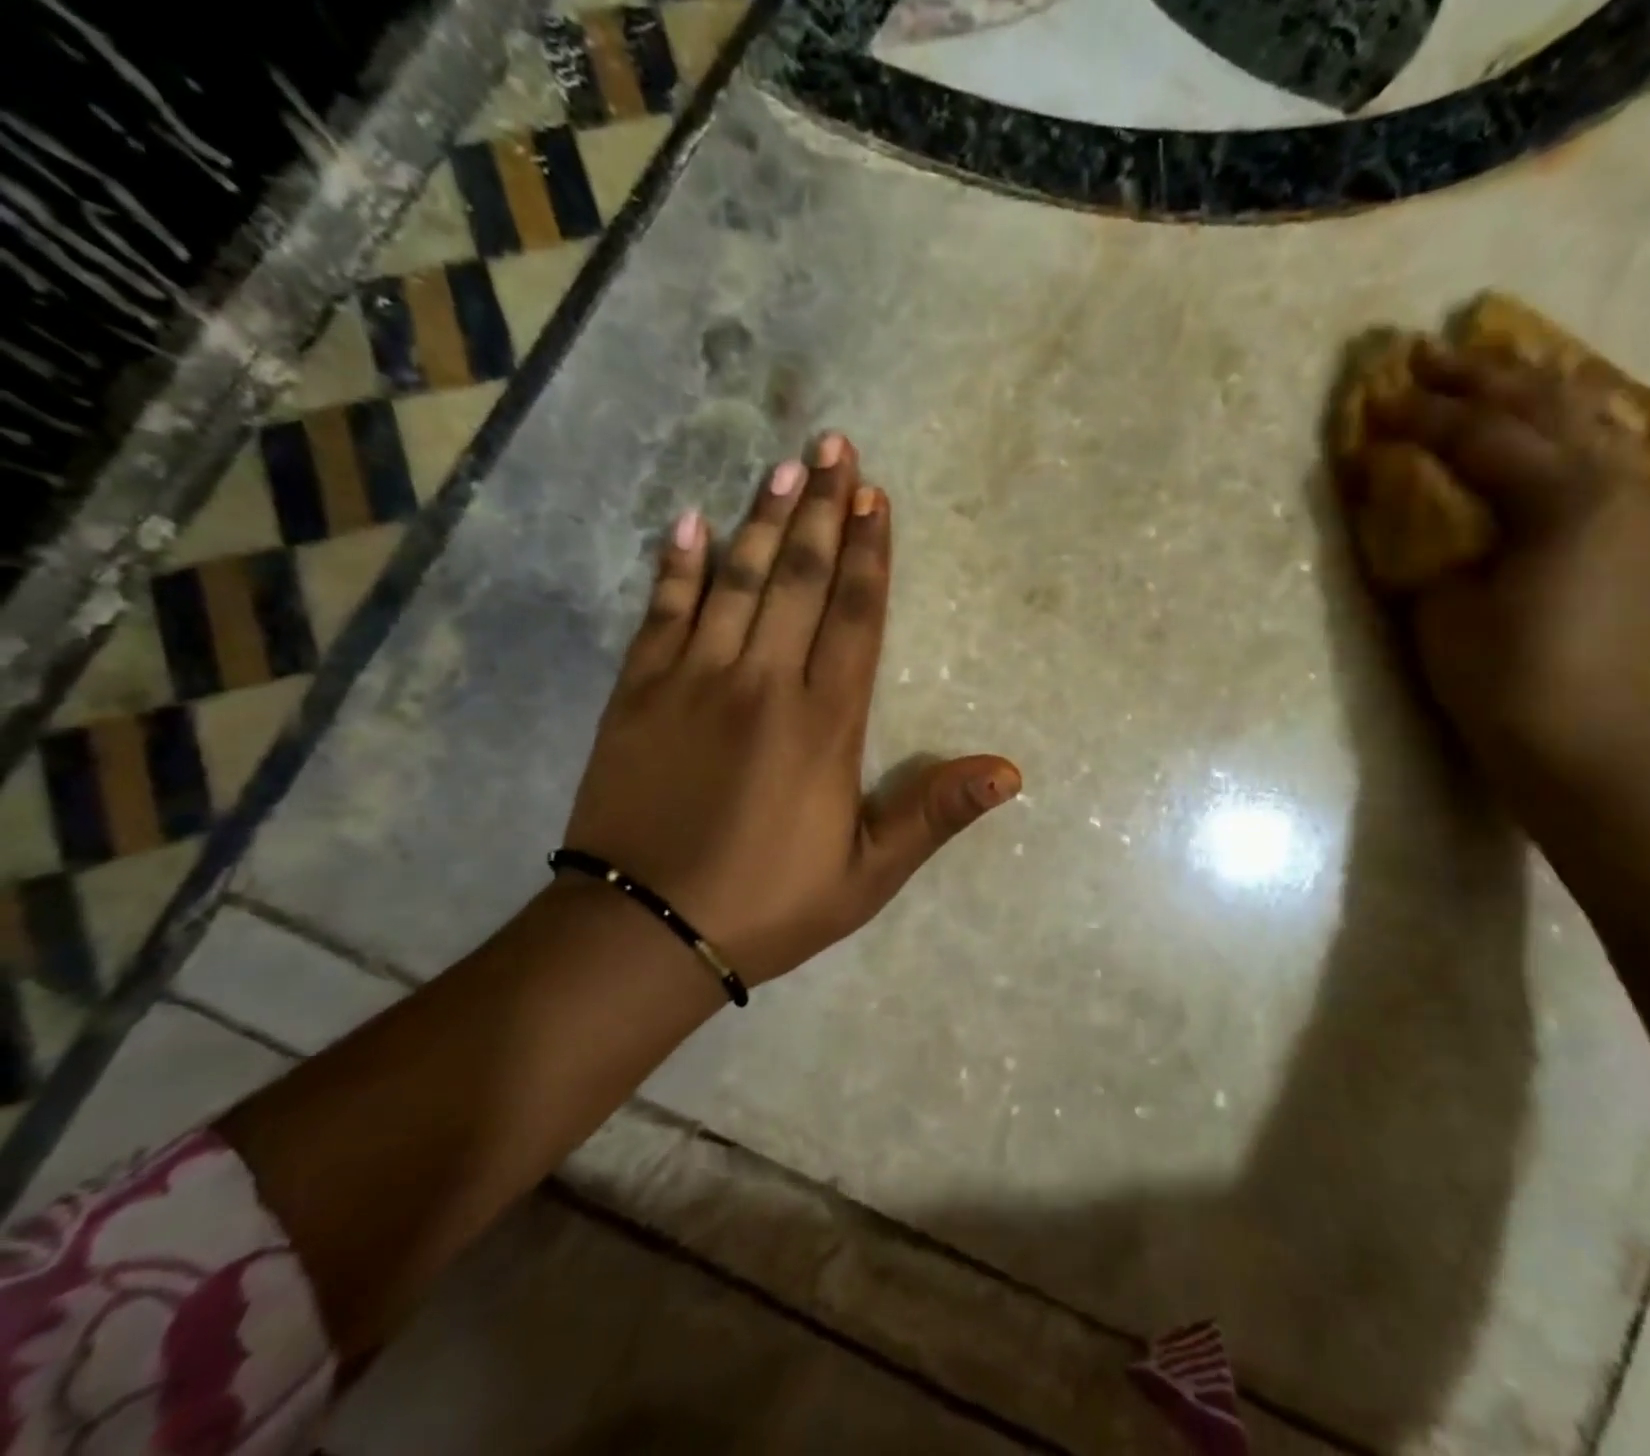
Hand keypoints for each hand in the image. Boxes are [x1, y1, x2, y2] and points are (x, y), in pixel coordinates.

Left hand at [563, 433, 1019, 985]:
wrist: (644, 931)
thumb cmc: (768, 903)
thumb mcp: (867, 875)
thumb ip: (933, 814)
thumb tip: (1010, 772)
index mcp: (824, 724)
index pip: (854, 617)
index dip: (868, 554)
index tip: (875, 498)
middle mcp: (763, 684)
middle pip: (799, 579)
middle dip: (821, 509)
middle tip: (834, 446)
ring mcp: (694, 681)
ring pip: (737, 581)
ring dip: (763, 519)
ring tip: (785, 465)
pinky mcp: (638, 693)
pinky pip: (662, 613)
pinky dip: (678, 566)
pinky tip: (691, 523)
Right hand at [1364, 342, 1649, 771]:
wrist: (1574, 736)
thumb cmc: (1495, 675)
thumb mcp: (1439, 602)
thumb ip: (1426, 533)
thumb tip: (1399, 488)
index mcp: (1564, 501)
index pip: (1480, 436)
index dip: (1420, 415)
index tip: (1372, 399)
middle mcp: (1618, 484)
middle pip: (1544, 407)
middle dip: (1478, 377)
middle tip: (1423, 356)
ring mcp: (1644, 504)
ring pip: (1588, 419)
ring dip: (1530, 389)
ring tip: (1484, 367)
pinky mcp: (1646, 530)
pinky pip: (1608, 453)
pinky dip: (1569, 427)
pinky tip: (1547, 418)